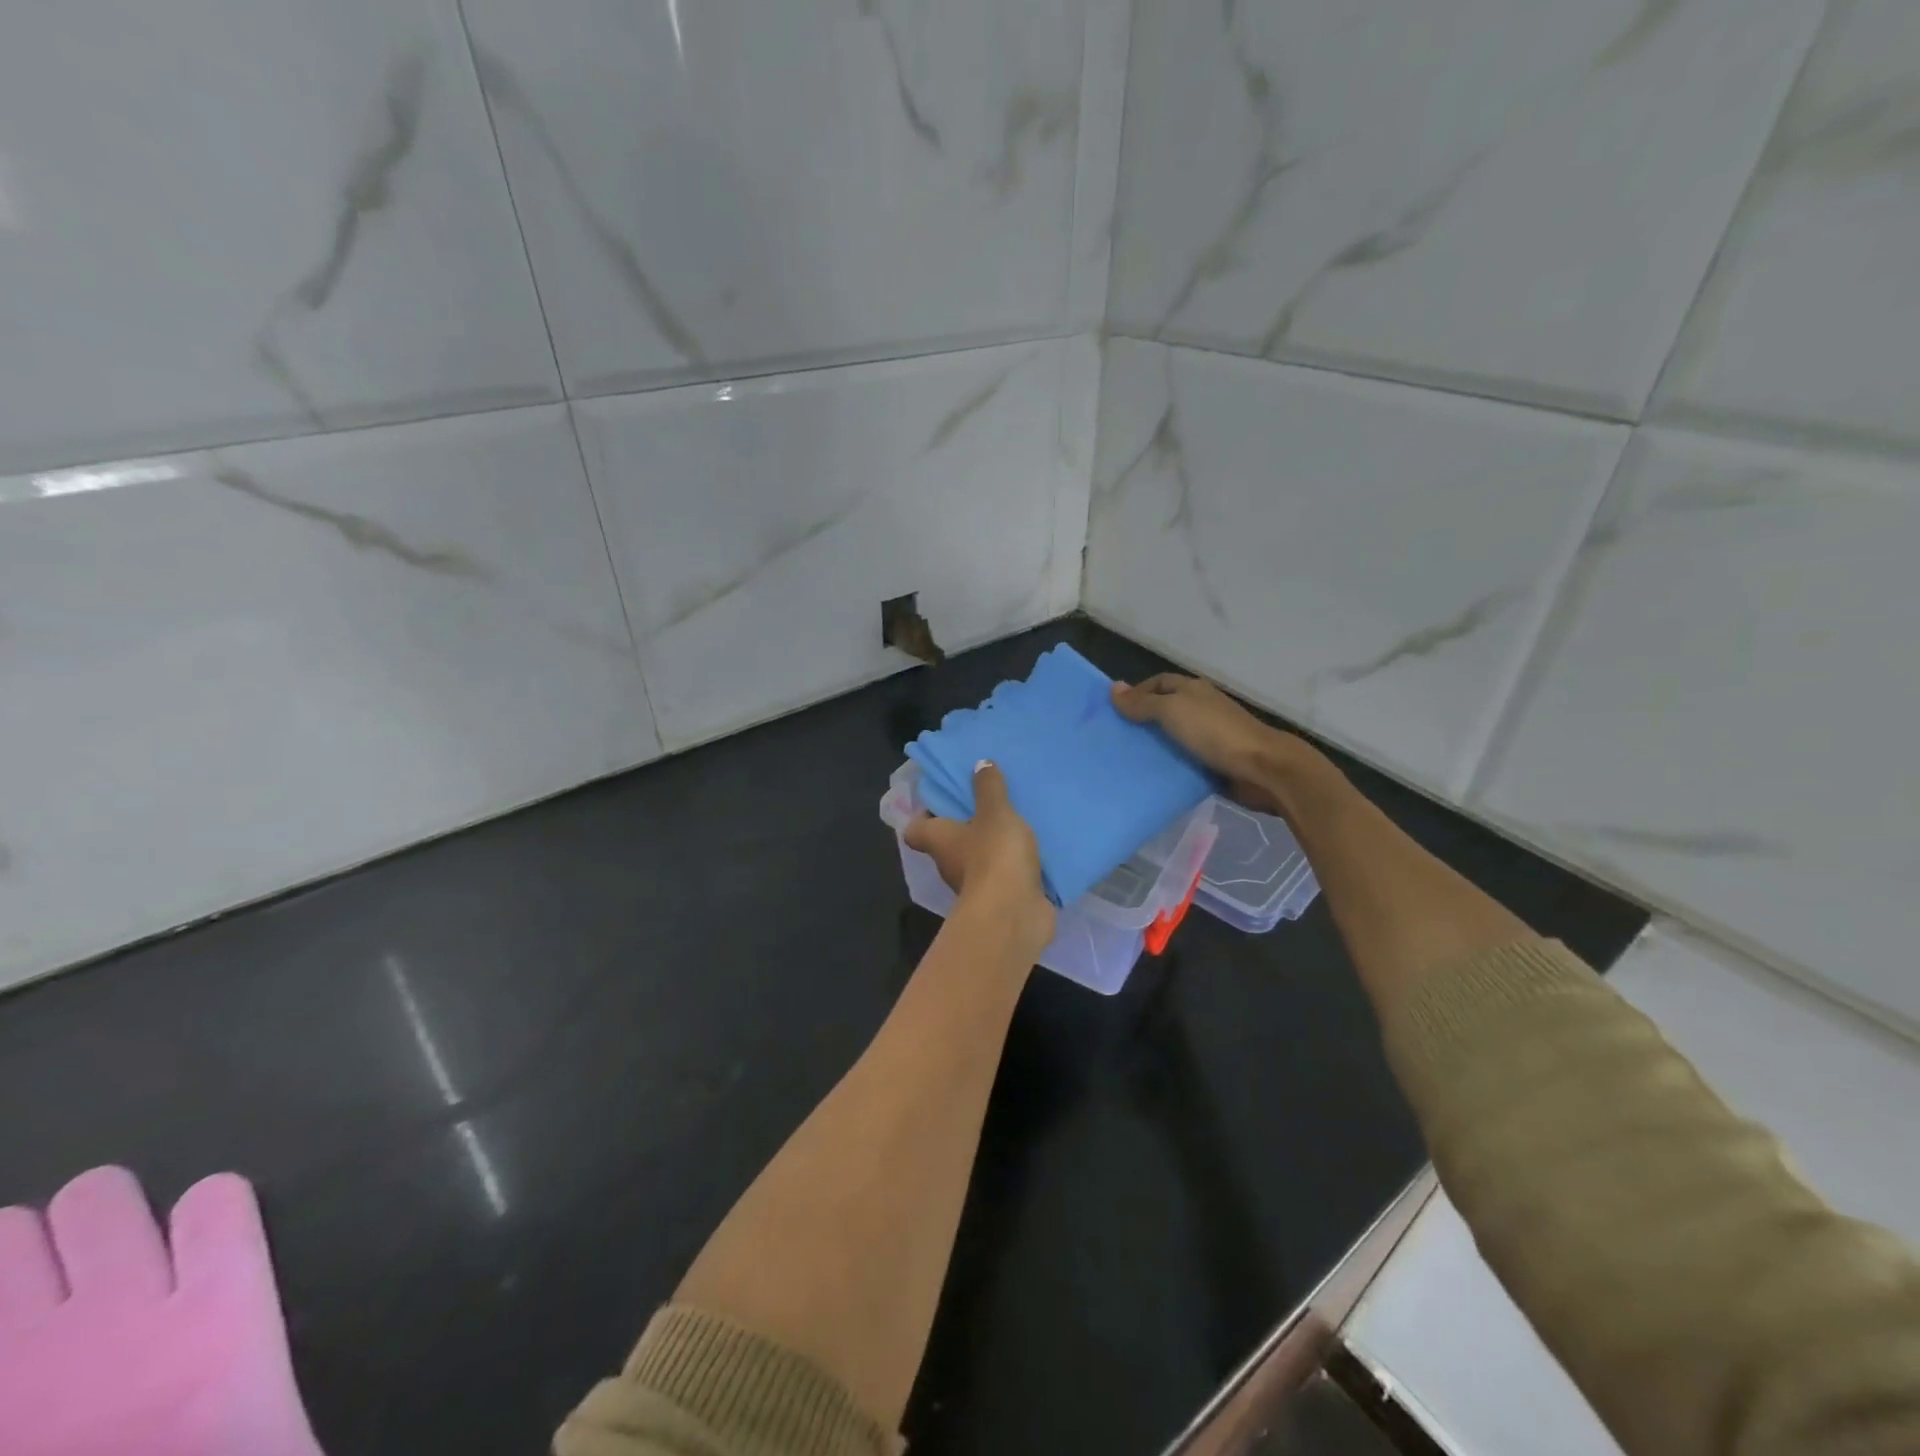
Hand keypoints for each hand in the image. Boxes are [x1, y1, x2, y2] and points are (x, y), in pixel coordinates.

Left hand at [905, 761, 1053, 950]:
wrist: (1014, 914)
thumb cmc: (994, 856)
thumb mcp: (995, 812)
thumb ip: (988, 788)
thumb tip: (979, 764)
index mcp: (939, 840)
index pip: (915, 830)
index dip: (924, 815)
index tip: (943, 799)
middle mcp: (950, 864)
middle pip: (949, 843)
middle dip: (966, 825)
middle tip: (988, 802)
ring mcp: (976, 886)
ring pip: (979, 859)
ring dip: (993, 846)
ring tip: (1016, 822)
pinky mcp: (1001, 900)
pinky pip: (1005, 877)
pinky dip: (1014, 867)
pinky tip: (1034, 850)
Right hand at [1112, 673, 1303, 815]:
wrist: (1261, 768)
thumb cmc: (1214, 732)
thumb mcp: (1172, 711)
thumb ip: (1142, 703)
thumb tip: (1113, 688)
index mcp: (1192, 690)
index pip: (1157, 683)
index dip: (1135, 693)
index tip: (1113, 713)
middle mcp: (1199, 708)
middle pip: (1163, 710)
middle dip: (1140, 722)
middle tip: (1114, 738)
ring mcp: (1208, 736)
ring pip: (1172, 737)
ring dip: (1152, 746)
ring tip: (1125, 759)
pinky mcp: (1212, 762)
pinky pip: (1182, 761)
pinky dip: (1167, 766)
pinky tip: (1149, 776)